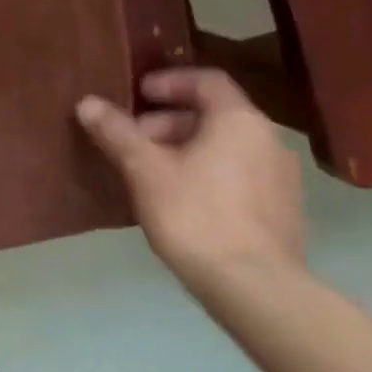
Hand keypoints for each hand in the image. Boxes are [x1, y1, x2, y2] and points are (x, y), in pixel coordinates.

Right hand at [76, 68, 304, 291]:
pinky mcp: (284, 212)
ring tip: (151, 172)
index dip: (169, 82)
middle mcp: (268, 140)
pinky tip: (181, 200)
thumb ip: (116, 131)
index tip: (138, 94)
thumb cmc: (196, 214)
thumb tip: (87, 102)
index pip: (206, 81)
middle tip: (134, 140)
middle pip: (214, 115)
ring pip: (226, 147)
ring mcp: (282, 178)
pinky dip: (209, 173)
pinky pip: (240, 175)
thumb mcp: (144, 169)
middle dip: (168, 122)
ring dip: (187, 149)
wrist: (256, 290)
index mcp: (239, 121)